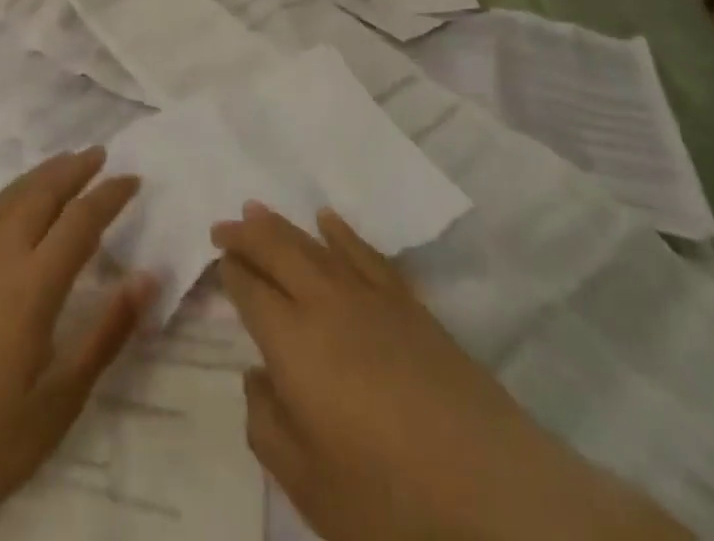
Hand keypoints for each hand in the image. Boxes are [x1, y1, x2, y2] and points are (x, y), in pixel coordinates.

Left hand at [0, 149, 153, 540]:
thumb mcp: (56, 405)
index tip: (134, 178)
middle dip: (74, 170)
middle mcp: (0, 258)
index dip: (111, 195)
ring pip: (5, 200)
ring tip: (59, 159)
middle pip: (43, 196)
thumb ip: (104, 336)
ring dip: (35, 175)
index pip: (82, 222)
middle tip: (99, 153)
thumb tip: (147, 277)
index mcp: (35, 285)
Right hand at [214, 203, 688, 540]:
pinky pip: (366, 253)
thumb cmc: (391, 503)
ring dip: (283, 225)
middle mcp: (326, 304)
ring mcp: (372, 299)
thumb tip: (255, 376)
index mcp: (293, 343)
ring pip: (315, 245)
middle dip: (246, 234)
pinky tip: (328, 220)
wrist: (497, 497)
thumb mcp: (309, 486)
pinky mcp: (411, 307)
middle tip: (223, 224)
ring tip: (258, 210)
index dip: (230, 271)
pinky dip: (342, 233)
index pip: (251, 290)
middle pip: (278, 250)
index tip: (216, 259)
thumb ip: (267, 425)